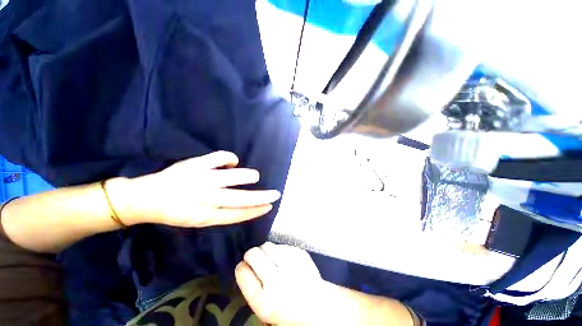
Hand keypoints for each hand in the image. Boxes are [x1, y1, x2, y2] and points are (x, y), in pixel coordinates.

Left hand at [106, 151, 280, 227]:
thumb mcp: (199, 220)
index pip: (240, 214)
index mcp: (206, 216)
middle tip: (275, 194)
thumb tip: (244, 202)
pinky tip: (232, 161)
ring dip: (249, 176)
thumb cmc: (175, 211)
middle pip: (242, 198)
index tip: (269, 207)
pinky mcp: (197, 164)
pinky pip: (222, 157)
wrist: (145, 198)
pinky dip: (231, 158)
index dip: (257, 211)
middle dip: (262, 196)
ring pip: (236, 176)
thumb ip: (221, 213)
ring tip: (255, 176)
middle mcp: (206, 199)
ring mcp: (202, 179)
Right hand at [235, 242, 323, 324]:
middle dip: (251, 254)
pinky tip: (284, 259)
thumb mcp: (264, 308)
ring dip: (265, 250)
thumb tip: (244, 266)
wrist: (318, 306)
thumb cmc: (288, 310)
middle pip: (253, 254)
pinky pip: (282, 245)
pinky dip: (280, 250)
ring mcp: (290, 265)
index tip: (243, 266)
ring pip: (267, 245)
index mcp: (264, 302)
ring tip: (270, 258)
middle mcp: (277, 281)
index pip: (242, 272)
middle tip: (254, 258)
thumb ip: (253, 288)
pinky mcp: (300, 254)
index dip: (241, 267)